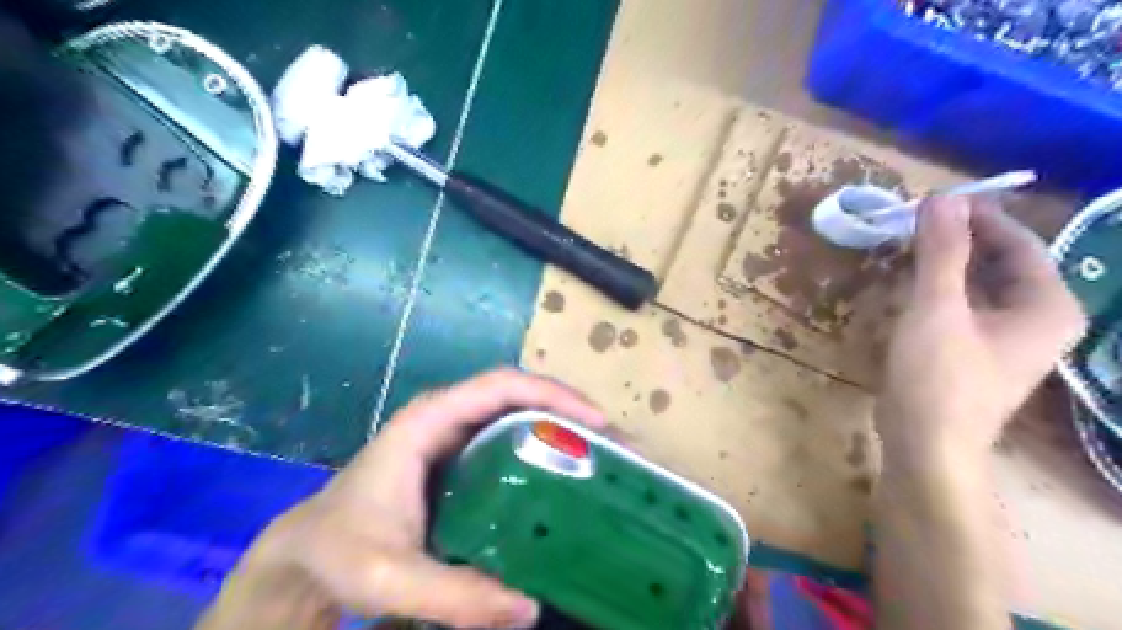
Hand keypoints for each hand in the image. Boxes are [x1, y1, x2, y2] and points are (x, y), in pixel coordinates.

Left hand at [198, 369, 609, 628]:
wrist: (305, 555)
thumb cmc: (339, 550)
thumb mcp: (389, 576)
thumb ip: (453, 594)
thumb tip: (529, 607)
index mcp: (431, 420)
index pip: (501, 385)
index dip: (552, 394)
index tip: (597, 423)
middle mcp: (448, 417)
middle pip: (520, 396)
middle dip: (570, 413)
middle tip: (615, 448)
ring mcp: (454, 437)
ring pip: (518, 417)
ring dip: (561, 432)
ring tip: (602, 463)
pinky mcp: (460, 461)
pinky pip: (510, 443)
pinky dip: (543, 453)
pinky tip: (565, 484)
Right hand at [875, 197, 1086, 467]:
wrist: (926, 444)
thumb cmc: (939, 376)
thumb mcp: (938, 308)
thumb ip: (941, 252)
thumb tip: (941, 198)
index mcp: (1047, 305)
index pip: (1019, 242)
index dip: (978, 217)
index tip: (934, 200)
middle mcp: (1038, 319)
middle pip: (1001, 262)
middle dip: (959, 240)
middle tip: (914, 223)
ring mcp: (1006, 339)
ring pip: (980, 285)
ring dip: (945, 264)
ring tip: (907, 247)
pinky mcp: (976, 353)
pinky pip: (964, 306)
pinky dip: (939, 290)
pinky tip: (909, 284)